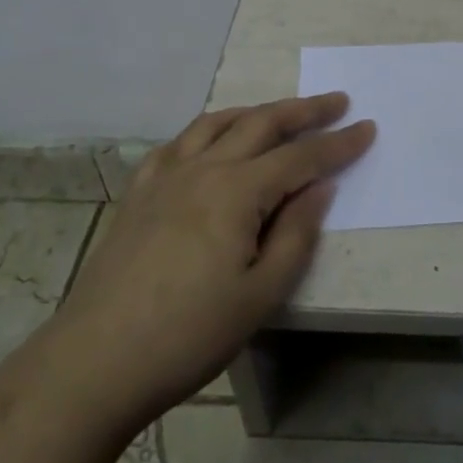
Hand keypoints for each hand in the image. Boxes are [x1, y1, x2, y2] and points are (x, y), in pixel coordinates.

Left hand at [54, 92, 373, 438]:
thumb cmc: (188, 335)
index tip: (368, 127)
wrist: (94, 362)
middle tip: (336, 101)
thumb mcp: (259, 295)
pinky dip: (206, 131)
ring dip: (255, 112)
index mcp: (237, 192)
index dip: (338, 143)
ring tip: (279, 113)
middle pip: (261, 124)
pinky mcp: (138, 193)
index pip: (300, 157)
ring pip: (218, 123)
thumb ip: (296, 234)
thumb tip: (319, 188)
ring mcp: (165, 177)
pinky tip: (210, 142)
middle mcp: (203, 169)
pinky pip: (178, 144)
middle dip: (304, 110)